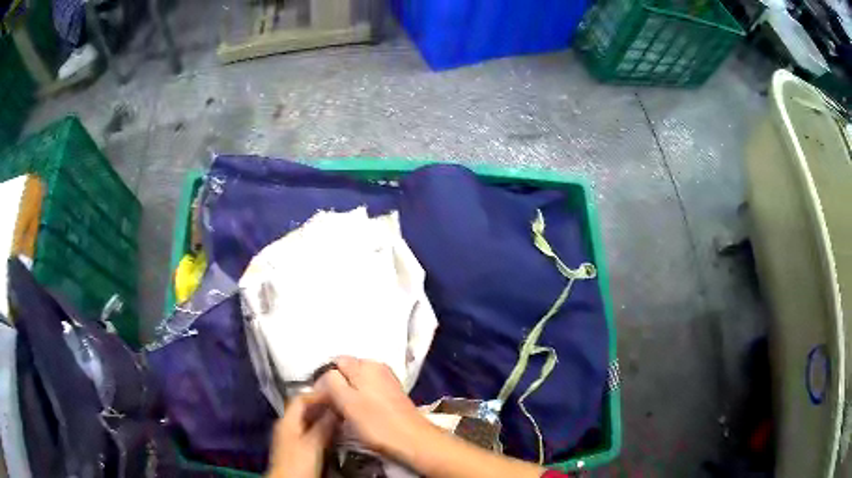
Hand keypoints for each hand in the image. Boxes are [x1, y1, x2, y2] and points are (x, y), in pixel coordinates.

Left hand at [266, 391, 338, 477]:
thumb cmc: (296, 464)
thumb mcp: (313, 444)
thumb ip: (324, 426)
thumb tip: (335, 411)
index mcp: (287, 421)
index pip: (301, 398)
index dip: (318, 394)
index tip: (335, 392)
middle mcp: (287, 426)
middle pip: (305, 409)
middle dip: (323, 406)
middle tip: (341, 404)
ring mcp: (291, 438)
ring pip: (309, 421)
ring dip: (324, 419)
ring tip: (341, 417)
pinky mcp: (297, 448)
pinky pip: (311, 432)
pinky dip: (322, 430)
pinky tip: (333, 434)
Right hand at [315, 357, 434, 462]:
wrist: (413, 441)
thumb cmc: (377, 423)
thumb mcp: (346, 401)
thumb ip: (331, 382)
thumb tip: (324, 376)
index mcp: (365, 364)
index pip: (333, 364)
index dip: (323, 381)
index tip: (321, 400)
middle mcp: (377, 367)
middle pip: (346, 372)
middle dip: (336, 387)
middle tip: (332, 408)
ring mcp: (387, 381)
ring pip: (357, 383)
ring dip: (348, 396)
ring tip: (345, 414)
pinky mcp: (392, 395)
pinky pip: (368, 392)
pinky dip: (361, 401)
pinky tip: (360, 416)